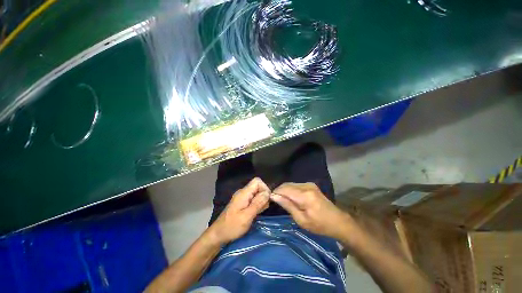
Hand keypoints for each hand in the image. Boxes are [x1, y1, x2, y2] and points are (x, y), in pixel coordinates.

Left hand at [209, 178, 269, 244]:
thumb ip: (257, 203)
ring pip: (256, 193)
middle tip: (262, 209)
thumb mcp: (246, 216)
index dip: (264, 188)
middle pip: (258, 187)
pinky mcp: (242, 203)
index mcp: (243, 193)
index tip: (267, 200)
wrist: (218, 234)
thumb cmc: (232, 226)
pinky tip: (255, 213)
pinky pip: (253, 199)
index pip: (257, 181)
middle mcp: (243, 192)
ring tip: (258, 212)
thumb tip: (267, 193)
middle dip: (263, 196)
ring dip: (261, 201)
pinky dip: (257, 204)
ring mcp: (242, 197)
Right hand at [271, 182, 351, 239]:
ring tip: (282, 200)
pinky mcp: (311, 185)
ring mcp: (309, 184)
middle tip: (275, 201)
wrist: (337, 221)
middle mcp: (306, 186)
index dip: (275, 192)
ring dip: (284, 190)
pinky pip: (296, 185)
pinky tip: (291, 198)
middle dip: (279, 191)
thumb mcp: (301, 220)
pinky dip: (290, 190)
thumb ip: (287, 205)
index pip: (284, 189)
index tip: (270, 199)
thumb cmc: (319, 225)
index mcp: (304, 195)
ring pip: (290, 184)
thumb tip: (274, 196)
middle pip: (286, 185)